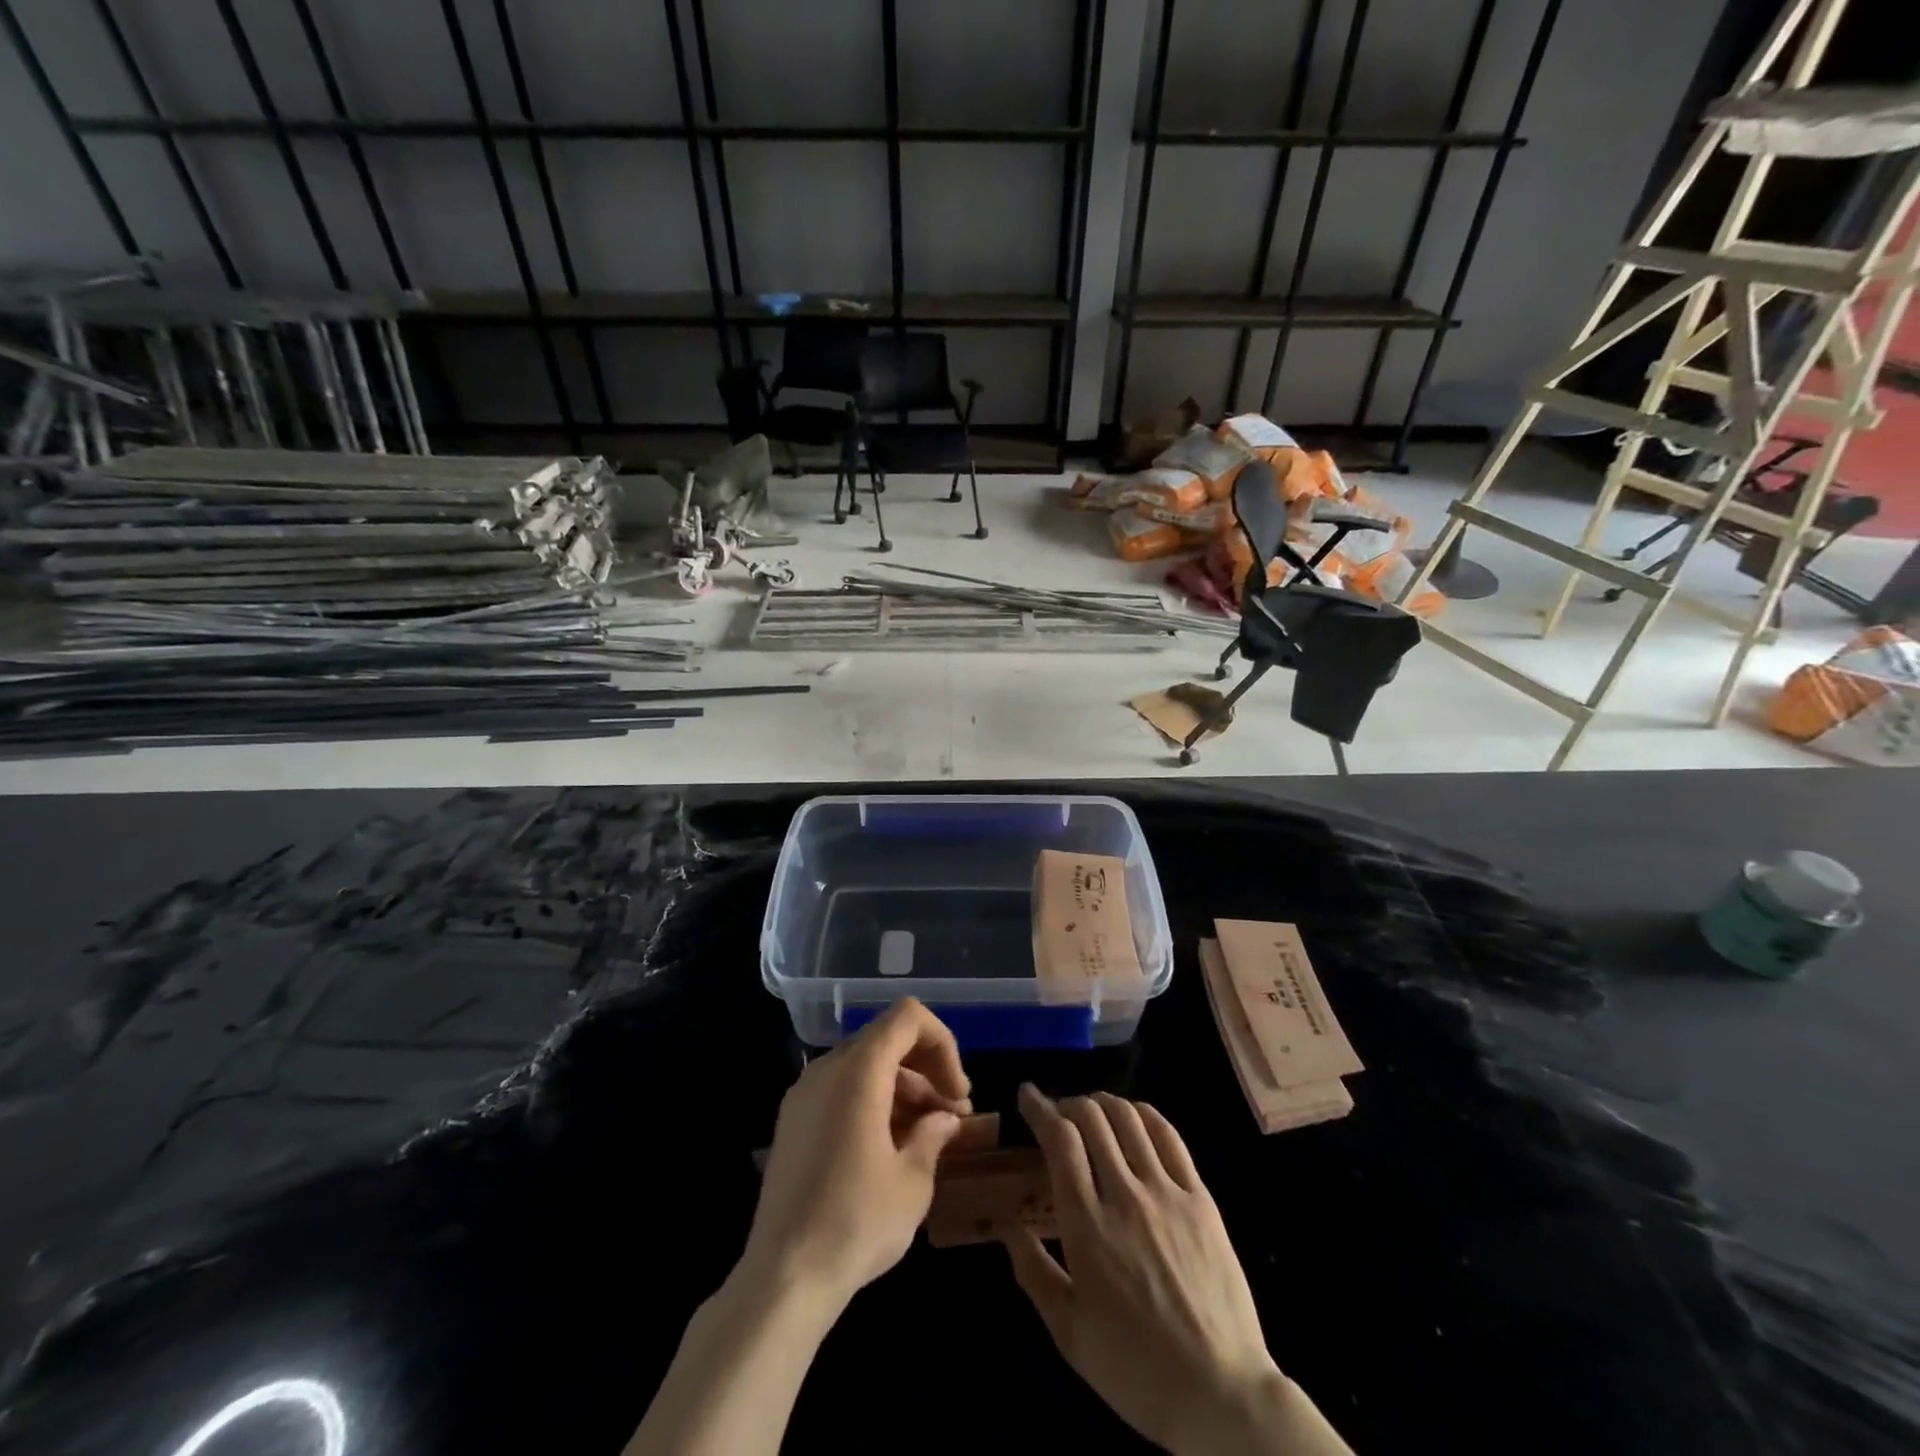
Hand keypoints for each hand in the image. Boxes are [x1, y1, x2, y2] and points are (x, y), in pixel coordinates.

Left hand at [741, 998, 970, 1309]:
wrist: (782, 1279)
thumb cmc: (856, 1222)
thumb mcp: (911, 1181)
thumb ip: (933, 1135)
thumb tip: (944, 1119)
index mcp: (858, 1070)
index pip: (907, 1017)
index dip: (942, 1043)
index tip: (958, 1092)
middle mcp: (826, 1069)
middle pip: (886, 1039)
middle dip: (926, 1068)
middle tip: (953, 1113)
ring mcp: (803, 1094)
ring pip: (864, 1065)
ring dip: (902, 1087)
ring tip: (927, 1134)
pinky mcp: (792, 1122)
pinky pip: (841, 1090)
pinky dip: (873, 1101)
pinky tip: (890, 1146)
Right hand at [1006, 1086, 1348, 1455]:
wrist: (1222, 1394)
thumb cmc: (1137, 1370)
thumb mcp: (1070, 1334)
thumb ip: (1033, 1273)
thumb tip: (1007, 1225)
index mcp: (1088, 1227)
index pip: (1060, 1140)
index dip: (1040, 1108)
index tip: (1027, 1095)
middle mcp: (1125, 1196)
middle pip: (1092, 1118)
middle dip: (1068, 1103)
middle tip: (1057, 1113)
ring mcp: (1167, 1193)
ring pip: (1129, 1118)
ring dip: (1103, 1103)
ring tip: (1091, 1111)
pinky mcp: (1200, 1199)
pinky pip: (1169, 1137)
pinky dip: (1144, 1115)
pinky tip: (1134, 1118)